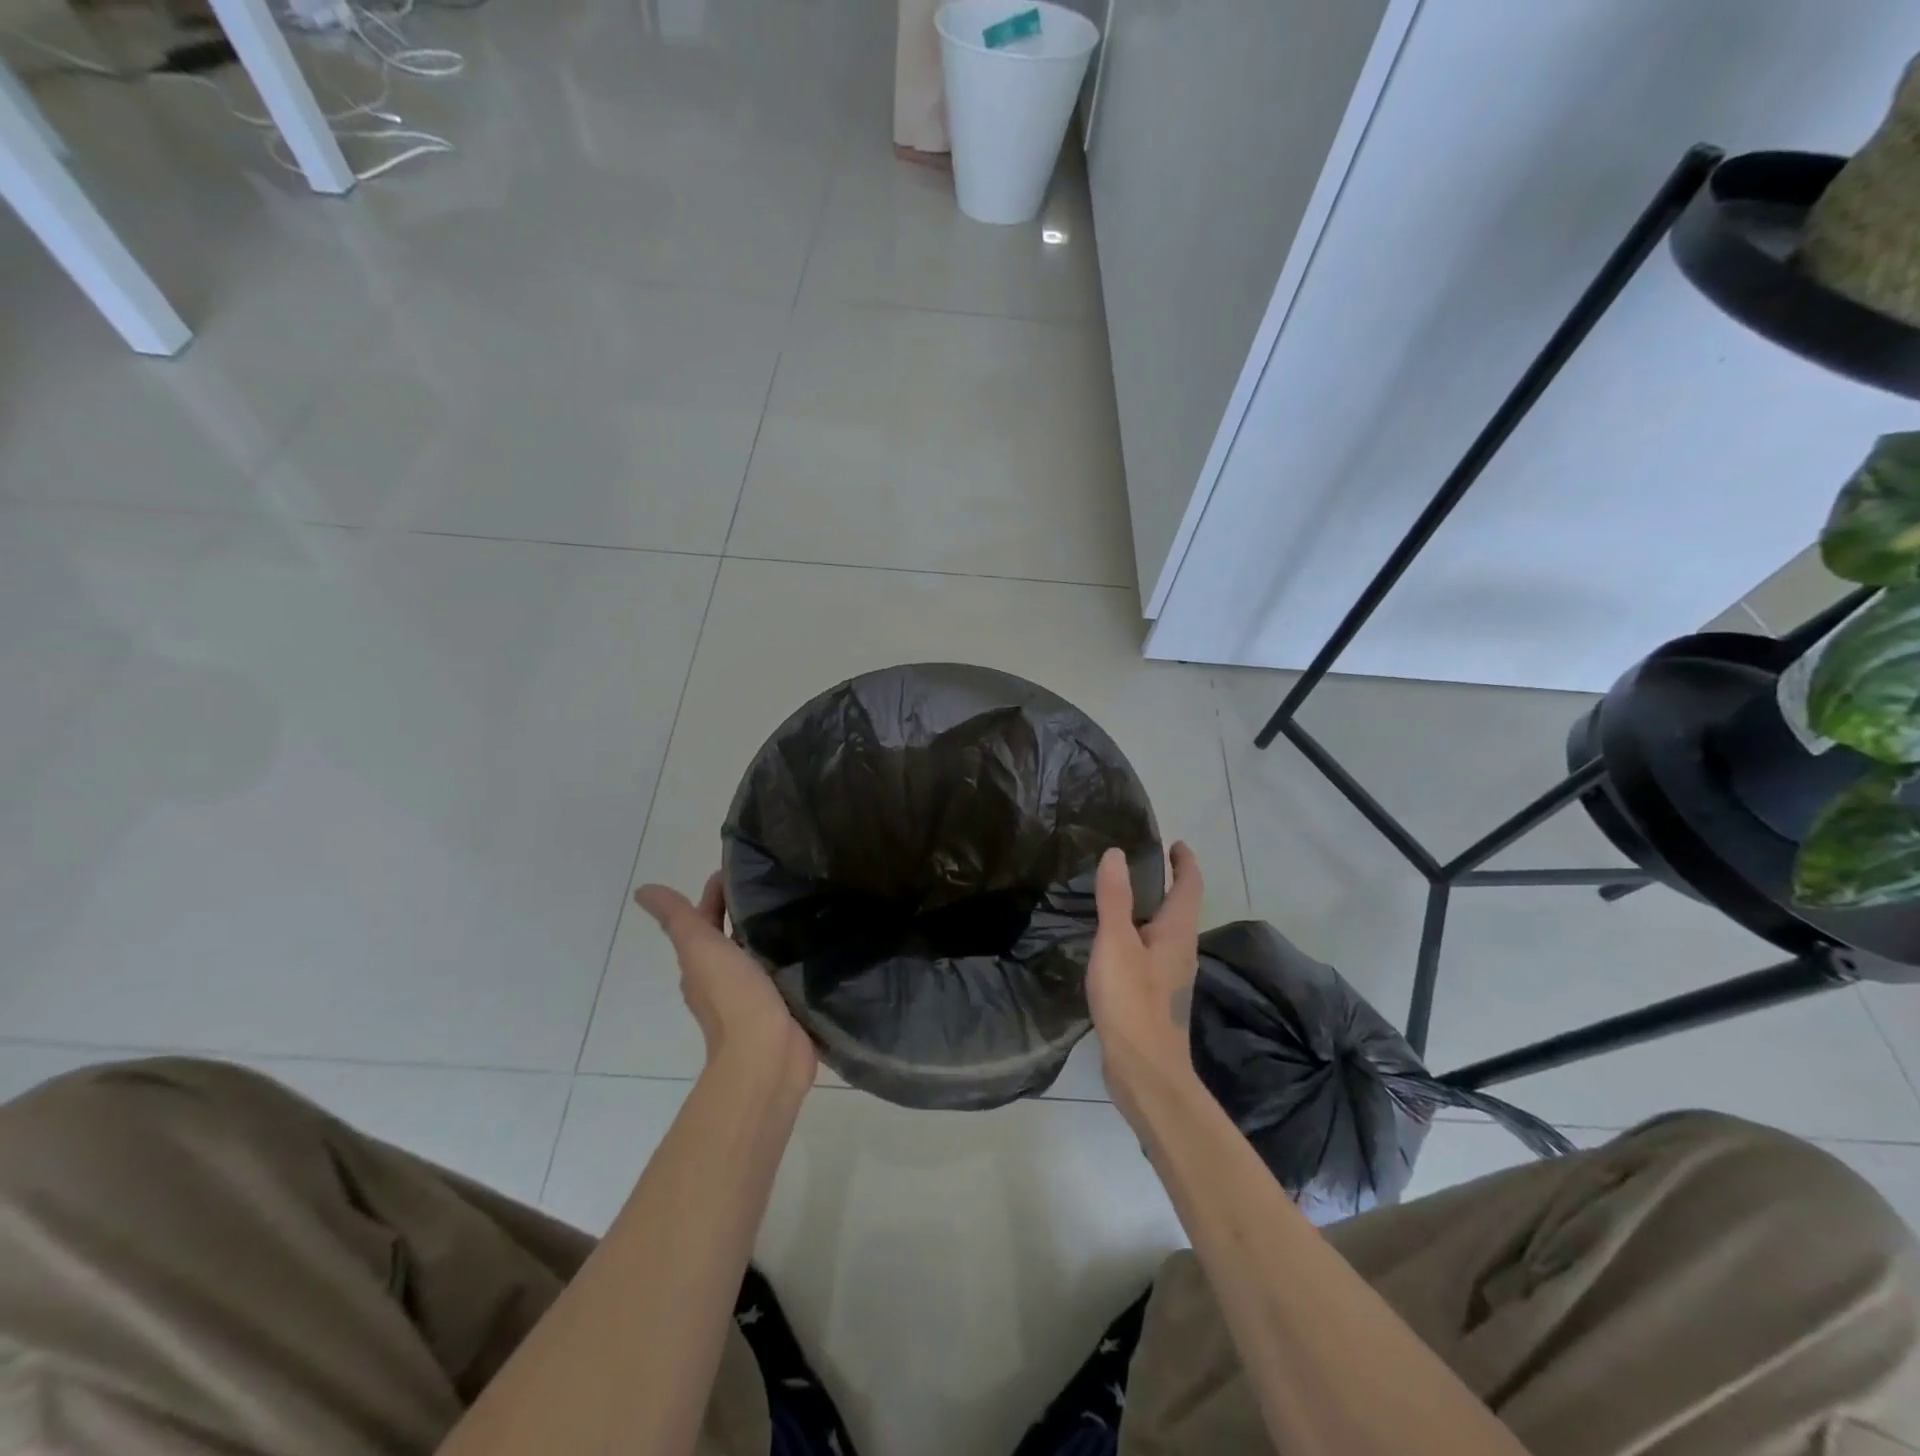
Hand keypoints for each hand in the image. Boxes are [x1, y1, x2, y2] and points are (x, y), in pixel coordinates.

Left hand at [634, 873, 816, 1088]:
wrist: (767, 1053)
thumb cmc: (732, 996)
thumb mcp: (700, 947)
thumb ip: (678, 918)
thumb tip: (642, 891)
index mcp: (702, 964)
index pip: (706, 919)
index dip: (716, 893)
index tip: (742, 867)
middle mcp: (725, 978)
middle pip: (732, 935)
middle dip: (746, 910)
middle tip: (778, 879)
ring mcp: (756, 994)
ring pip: (760, 953)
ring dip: (771, 932)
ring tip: (799, 903)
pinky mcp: (784, 1004)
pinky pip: (786, 971)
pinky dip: (793, 955)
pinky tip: (812, 941)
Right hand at [1087, 843, 1202, 1118]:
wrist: (1145, 1071)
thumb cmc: (1132, 1002)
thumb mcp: (1116, 943)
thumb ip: (1115, 898)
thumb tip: (1117, 854)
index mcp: (1178, 933)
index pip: (1189, 886)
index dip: (1184, 862)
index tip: (1175, 843)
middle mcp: (1182, 951)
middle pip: (1181, 908)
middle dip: (1168, 883)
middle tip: (1142, 864)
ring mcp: (1171, 977)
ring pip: (1166, 932)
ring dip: (1153, 910)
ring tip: (1124, 898)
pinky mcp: (1157, 997)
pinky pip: (1152, 953)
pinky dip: (1140, 936)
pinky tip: (1115, 945)